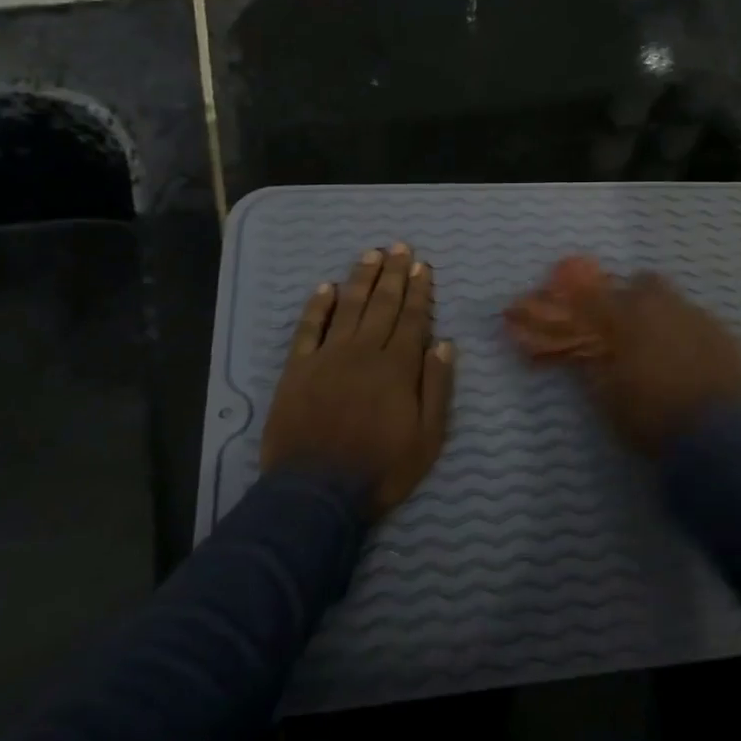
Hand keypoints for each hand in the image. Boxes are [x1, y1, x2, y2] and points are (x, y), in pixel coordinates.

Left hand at [261, 243, 455, 519]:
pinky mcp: (297, 370)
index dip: (419, 291)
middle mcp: (363, 352)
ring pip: (348, 308)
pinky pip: (308, 330)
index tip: (423, 266)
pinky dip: (317, 307)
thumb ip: (436, 387)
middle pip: (382, 305)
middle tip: (400, 247)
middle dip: (393, 274)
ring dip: (360, 279)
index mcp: (397, 367)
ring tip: (371, 254)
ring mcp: (327, 358)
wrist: (316, 493)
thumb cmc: (381, 468)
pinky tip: (326, 288)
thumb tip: (443, 343)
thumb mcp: (428, 437)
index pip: (412, 319)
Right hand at [506, 263, 740, 456]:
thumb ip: (594, 368)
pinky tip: (695, 363)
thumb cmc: (652, 417)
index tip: (581, 309)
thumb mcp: (608, 399)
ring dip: (666, 318)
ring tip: (664, 350)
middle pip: (645, 283)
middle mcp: (665, 307)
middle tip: (628, 326)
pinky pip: (704, 326)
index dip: (585, 300)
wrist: (718, 436)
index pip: (596, 295)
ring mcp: (701, 318)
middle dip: (634, 298)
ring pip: (677, 303)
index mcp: (628, 318)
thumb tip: (587, 352)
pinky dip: (693, 337)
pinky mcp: (729, 336)